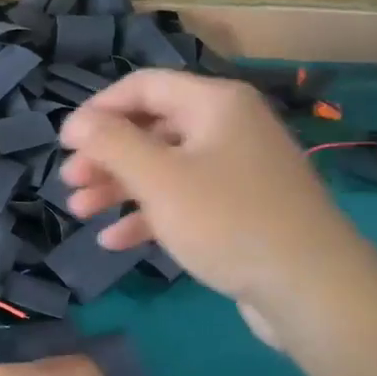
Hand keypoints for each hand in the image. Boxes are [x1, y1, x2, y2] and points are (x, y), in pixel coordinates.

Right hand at [57, 69, 371, 342]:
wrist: (311, 288)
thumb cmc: (228, 220)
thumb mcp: (159, 179)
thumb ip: (112, 144)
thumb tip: (75, 122)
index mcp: (214, 103)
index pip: (143, 86)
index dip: (98, 110)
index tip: (65, 142)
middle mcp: (228, 127)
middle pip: (151, 128)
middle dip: (106, 155)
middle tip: (70, 182)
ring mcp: (237, 170)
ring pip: (164, 167)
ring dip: (120, 187)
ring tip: (80, 211)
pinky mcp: (240, 209)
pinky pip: (185, 200)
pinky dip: (150, 215)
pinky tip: (115, 241)